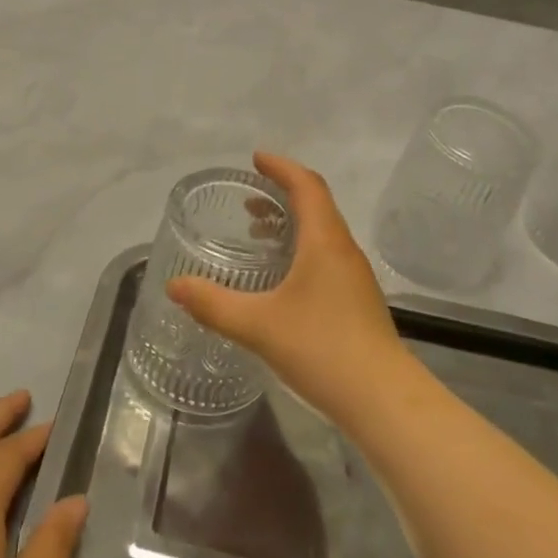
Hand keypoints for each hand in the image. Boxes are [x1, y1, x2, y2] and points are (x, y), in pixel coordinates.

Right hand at [166, 152, 409, 426]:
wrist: (382, 399)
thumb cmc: (321, 349)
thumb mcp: (257, 325)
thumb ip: (213, 304)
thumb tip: (174, 285)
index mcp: (324, 241)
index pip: (306, 186)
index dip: (282, 167)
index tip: (256, 159)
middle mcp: (343, 250)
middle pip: (317, 205)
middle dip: (283, 194)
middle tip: (250, 196)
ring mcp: (355, 277)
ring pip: (323, 233)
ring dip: (293, 223)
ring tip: (259, 233)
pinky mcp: (357, 301)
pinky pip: (327, 257)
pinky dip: (301, 249)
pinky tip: (282, 279)